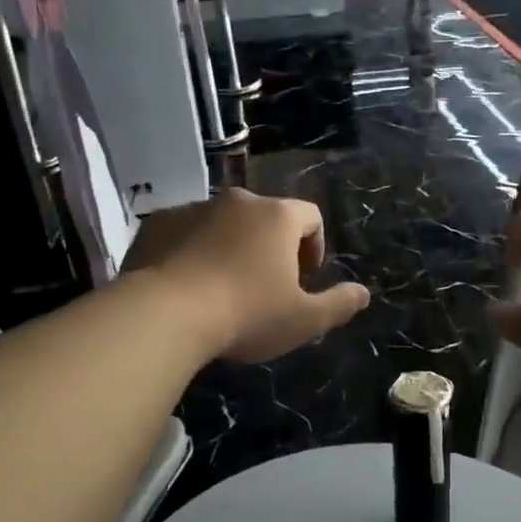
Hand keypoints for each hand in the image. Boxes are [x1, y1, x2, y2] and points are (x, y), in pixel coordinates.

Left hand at [126, 189, 370, 363]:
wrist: (164, 315)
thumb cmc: (246, 314)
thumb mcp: (304, 320)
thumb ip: (338, 304)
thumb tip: (363, 293)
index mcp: (277, 216)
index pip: (310, 216)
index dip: (315, 246)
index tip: (304, 279)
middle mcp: (237, 201)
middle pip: (265, 217)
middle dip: (271, 247)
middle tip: (264, 286)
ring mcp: (193, 208)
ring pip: (223, 223)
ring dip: (230, 247)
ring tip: (222, 288)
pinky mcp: (157, 224)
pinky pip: (184, 232)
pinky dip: (191, 251)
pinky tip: (186, 286)